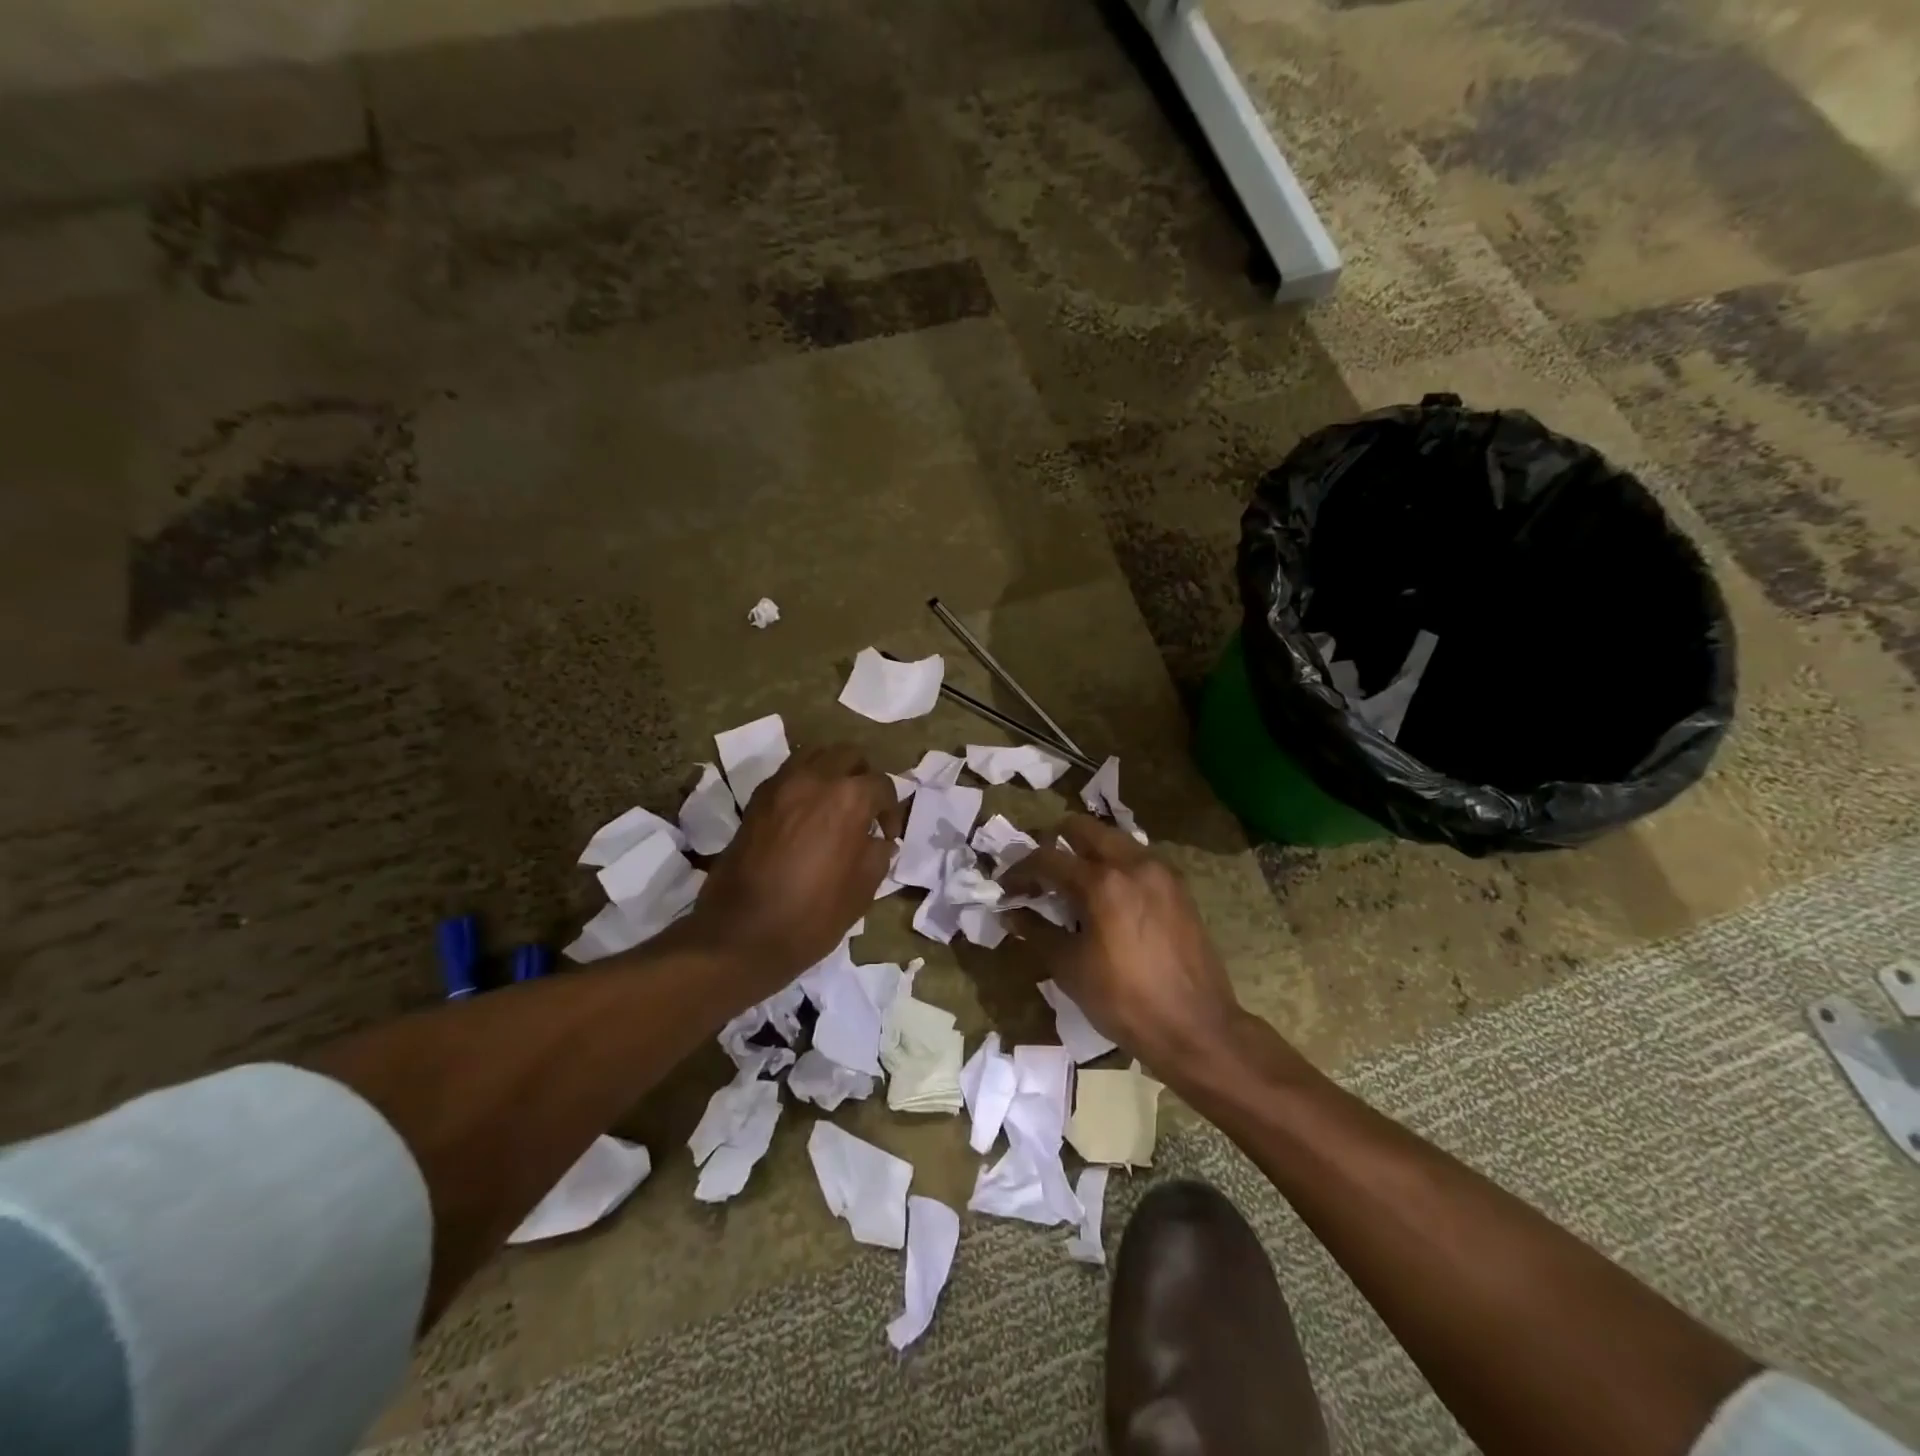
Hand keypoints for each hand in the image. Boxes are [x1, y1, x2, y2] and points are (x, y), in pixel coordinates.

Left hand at [686, 743, 901, 993]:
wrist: (741, 935)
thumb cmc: (812, 916)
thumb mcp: (863, 890)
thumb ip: (877, 853)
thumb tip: (878, 839)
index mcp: (849, 798)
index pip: (882, 784)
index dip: (890, 810)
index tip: (887, 835)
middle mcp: (815, 778)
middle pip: (848, 755)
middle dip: (862, 776)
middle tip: (864, 809)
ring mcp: (781, 785)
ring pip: (815, 755)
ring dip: (831, 772)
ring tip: (834, 804)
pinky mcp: (756, 799)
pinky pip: (788, 774)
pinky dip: (804, 783)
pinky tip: (806, 814)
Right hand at [1002, 815, 1251, 1079]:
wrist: (1197, 1029)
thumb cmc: (1125, 1002)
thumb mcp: (1071, 969)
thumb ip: (1037, 932)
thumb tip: (1011, 913)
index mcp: (1103, 882)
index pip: (1047, 859)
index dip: (1019, 870)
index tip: (1005, 887)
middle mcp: (1133, 863)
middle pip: (1083, 828)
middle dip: (1054, 843)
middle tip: (1040, 873)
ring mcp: (1161, 872)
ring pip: (1113, 839)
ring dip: (1087, 851)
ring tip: (1072, 883)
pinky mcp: (1178, 887)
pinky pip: (1138, 859)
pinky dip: (1115, 865)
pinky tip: (1107, 897)